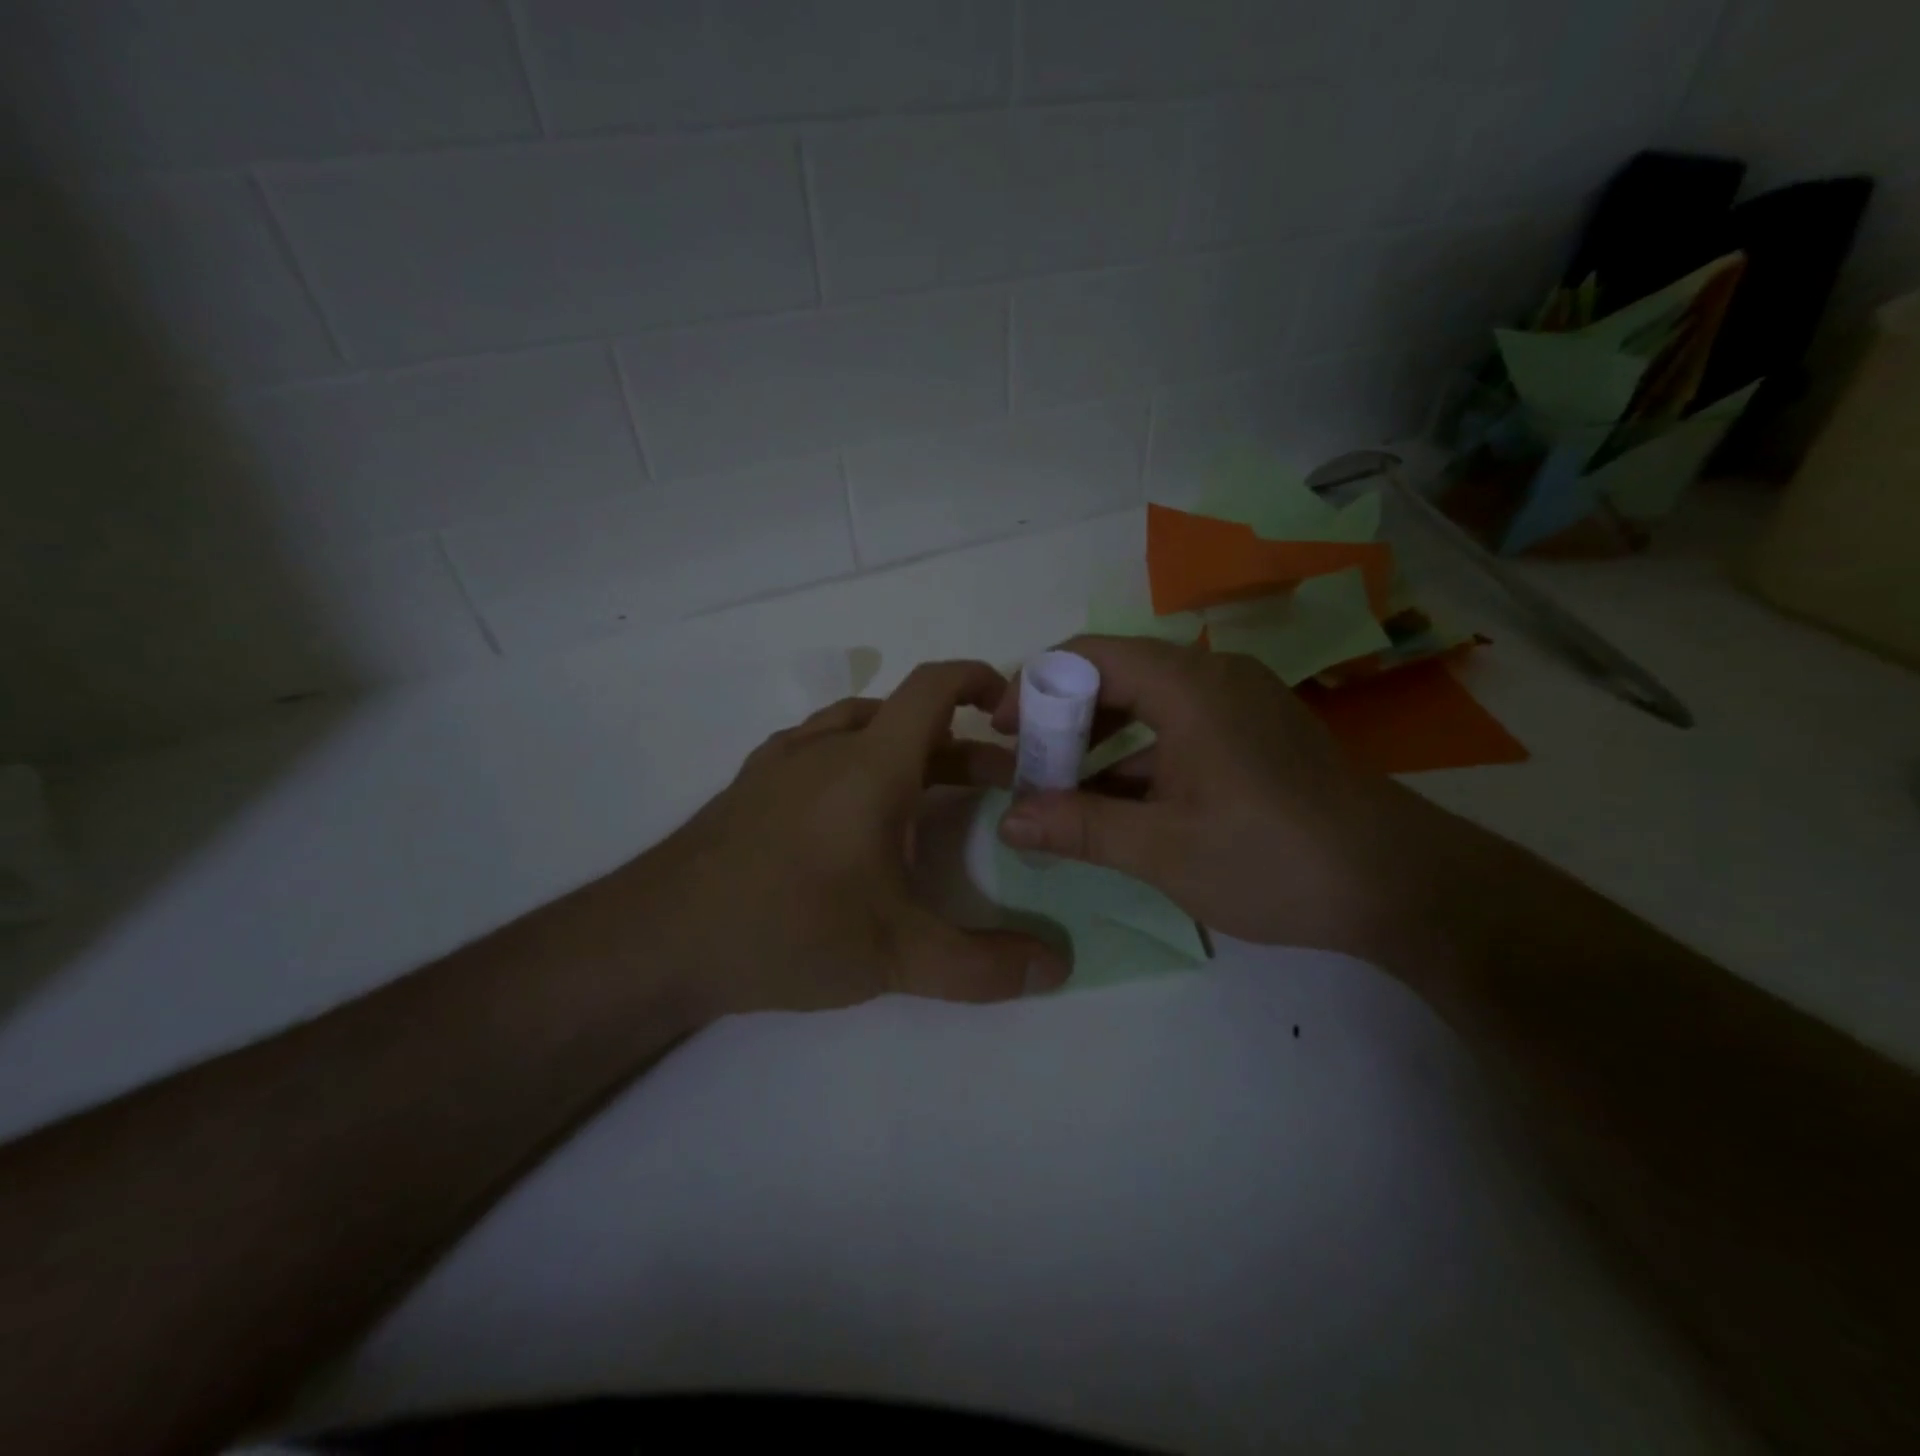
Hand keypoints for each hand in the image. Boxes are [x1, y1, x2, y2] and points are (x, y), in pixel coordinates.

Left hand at [619, 660, 1070, 1019]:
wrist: (657, 938)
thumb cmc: (786, 927)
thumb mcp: (896, 955)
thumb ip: (983, 966)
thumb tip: (1058, 966)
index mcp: (869, 766)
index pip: (932, 688)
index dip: (977, 680)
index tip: (1014, 704)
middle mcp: (826, 748)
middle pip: (906, 718)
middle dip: (961, 744)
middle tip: (999, 784)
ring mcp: (780, 764)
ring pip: (859, 729)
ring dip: (907, 748)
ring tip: (932, 791)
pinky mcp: (750, 788)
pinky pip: (819, 749)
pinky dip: (857, 760)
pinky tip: (852, 812)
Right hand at [991, 636, 1427, 963]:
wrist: (1403, 886)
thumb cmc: (1273, 857)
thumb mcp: (1163, 849)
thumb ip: (1079, 828)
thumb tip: (1007, 820)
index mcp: (1188, 685)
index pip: (1088, 655)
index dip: (1034, 685)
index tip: (1000, 729)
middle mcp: (1213, 678)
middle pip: (1116, 676)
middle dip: (1062, 719)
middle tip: (1025, 766)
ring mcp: (1239, 706)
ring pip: (1147, 707)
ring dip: (1099, 743)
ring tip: (1059, 790)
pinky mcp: (1255, 737)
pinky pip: (1178, 731)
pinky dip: (1139, 759)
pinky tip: (1115, 805)